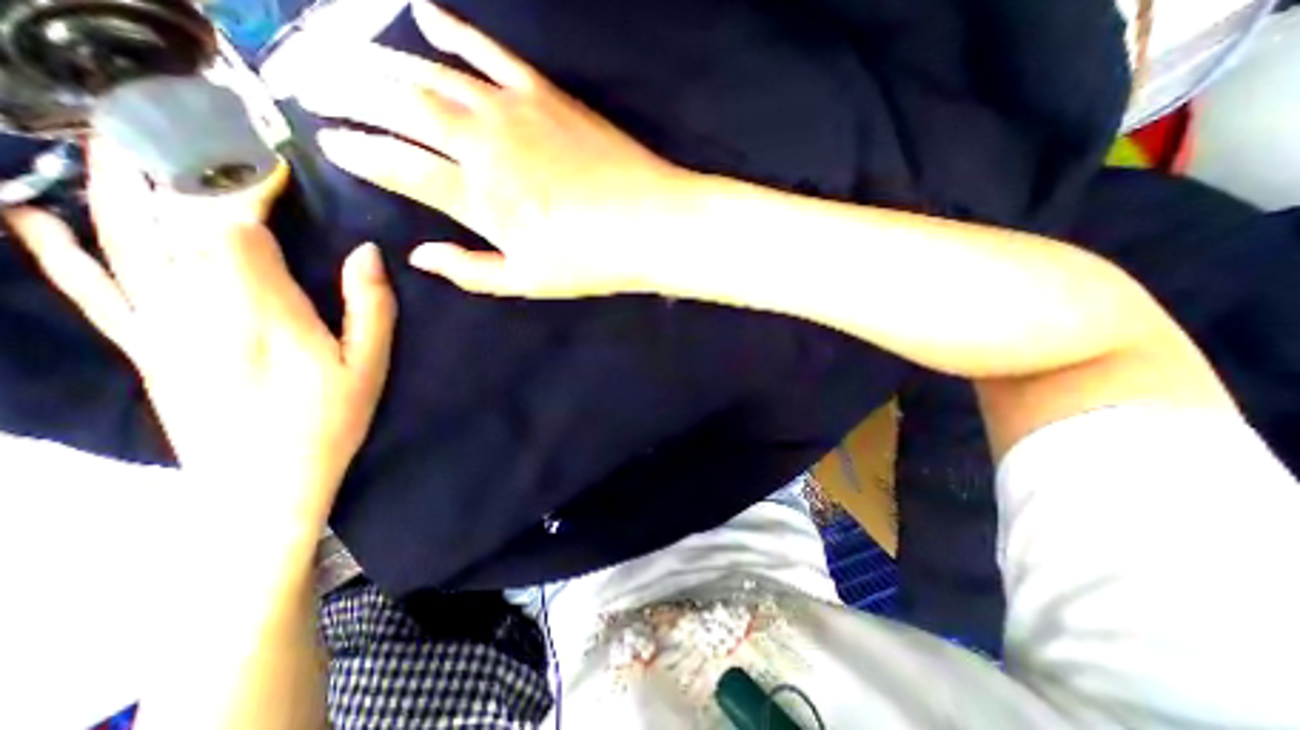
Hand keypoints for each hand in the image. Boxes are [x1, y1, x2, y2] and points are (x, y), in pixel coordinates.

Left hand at [2, 147, 395, 526]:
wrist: (267, 482)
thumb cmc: (331, 420)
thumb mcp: (370, 366)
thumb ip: (370, 307)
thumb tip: (367, 252)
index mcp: (263, 314)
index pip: (236, 229)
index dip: (244, 189)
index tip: (264, 161)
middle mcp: (200, 310)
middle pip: (171, 226)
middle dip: (172, 173)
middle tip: (170, 123)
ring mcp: (163, 330)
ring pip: (125, 246)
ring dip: (115, 193)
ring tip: (109, 144)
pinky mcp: (148, 350)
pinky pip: (94, 294)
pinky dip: (60, 254)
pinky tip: (35, 220)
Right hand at [290, 0, 701, 296]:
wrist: (651, 224)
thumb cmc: (593, 261)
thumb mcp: (529, 281)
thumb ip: (471, 271)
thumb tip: (419, 256)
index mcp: (478, 197)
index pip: (396, 163)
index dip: (356, 149)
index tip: (327, 140)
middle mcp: (483, 143)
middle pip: (397, 102)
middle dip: (341, 86)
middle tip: (304, 77)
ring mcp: (514, 110)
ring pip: (430, 70)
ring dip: (377, 55)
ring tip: (339, 49)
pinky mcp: (545, 93)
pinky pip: (488, 50)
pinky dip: (452, 29)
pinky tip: (423, 13)